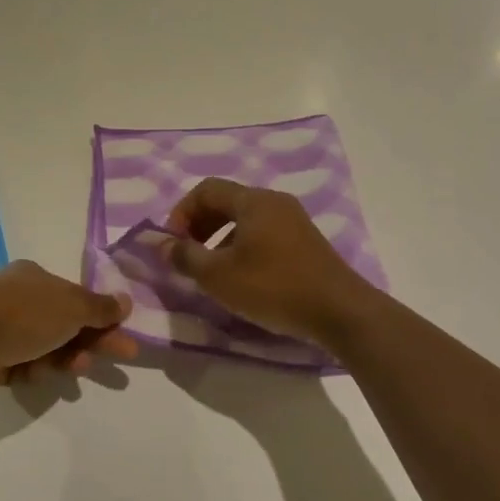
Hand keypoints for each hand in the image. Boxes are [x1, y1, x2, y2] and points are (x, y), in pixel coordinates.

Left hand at [0, 261, 135, 398]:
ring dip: (62, 359)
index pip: (76, 297)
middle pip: (63, 322)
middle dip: (90, 342)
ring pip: (42, 346)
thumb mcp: (72, 307)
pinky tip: (34, 376)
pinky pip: (19, 365)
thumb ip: (100, 308)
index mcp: (34, 277)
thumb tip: (126, 301)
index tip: (125, 339)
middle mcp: (15, 297)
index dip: (104, 317)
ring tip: (72, 371)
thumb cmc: (23, 315)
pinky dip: (32, 371)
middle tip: (119, 359)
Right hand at [164, 178, 376, 348]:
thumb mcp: (220, 276)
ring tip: (212, 271)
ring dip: (220, 239)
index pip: (207, 189)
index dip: (182, 212)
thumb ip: (185, 256)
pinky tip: (242, 278)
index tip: (172, 243)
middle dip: (200, 225)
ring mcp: (294, 221)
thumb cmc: (274, 287)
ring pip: (246, 220)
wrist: (339, 310)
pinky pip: (264, 233)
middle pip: (227, 202)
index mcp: (253, 201)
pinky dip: (243, 247)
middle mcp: (275, 202)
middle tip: (187, 255)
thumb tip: (159, 243)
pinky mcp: (305, 242)